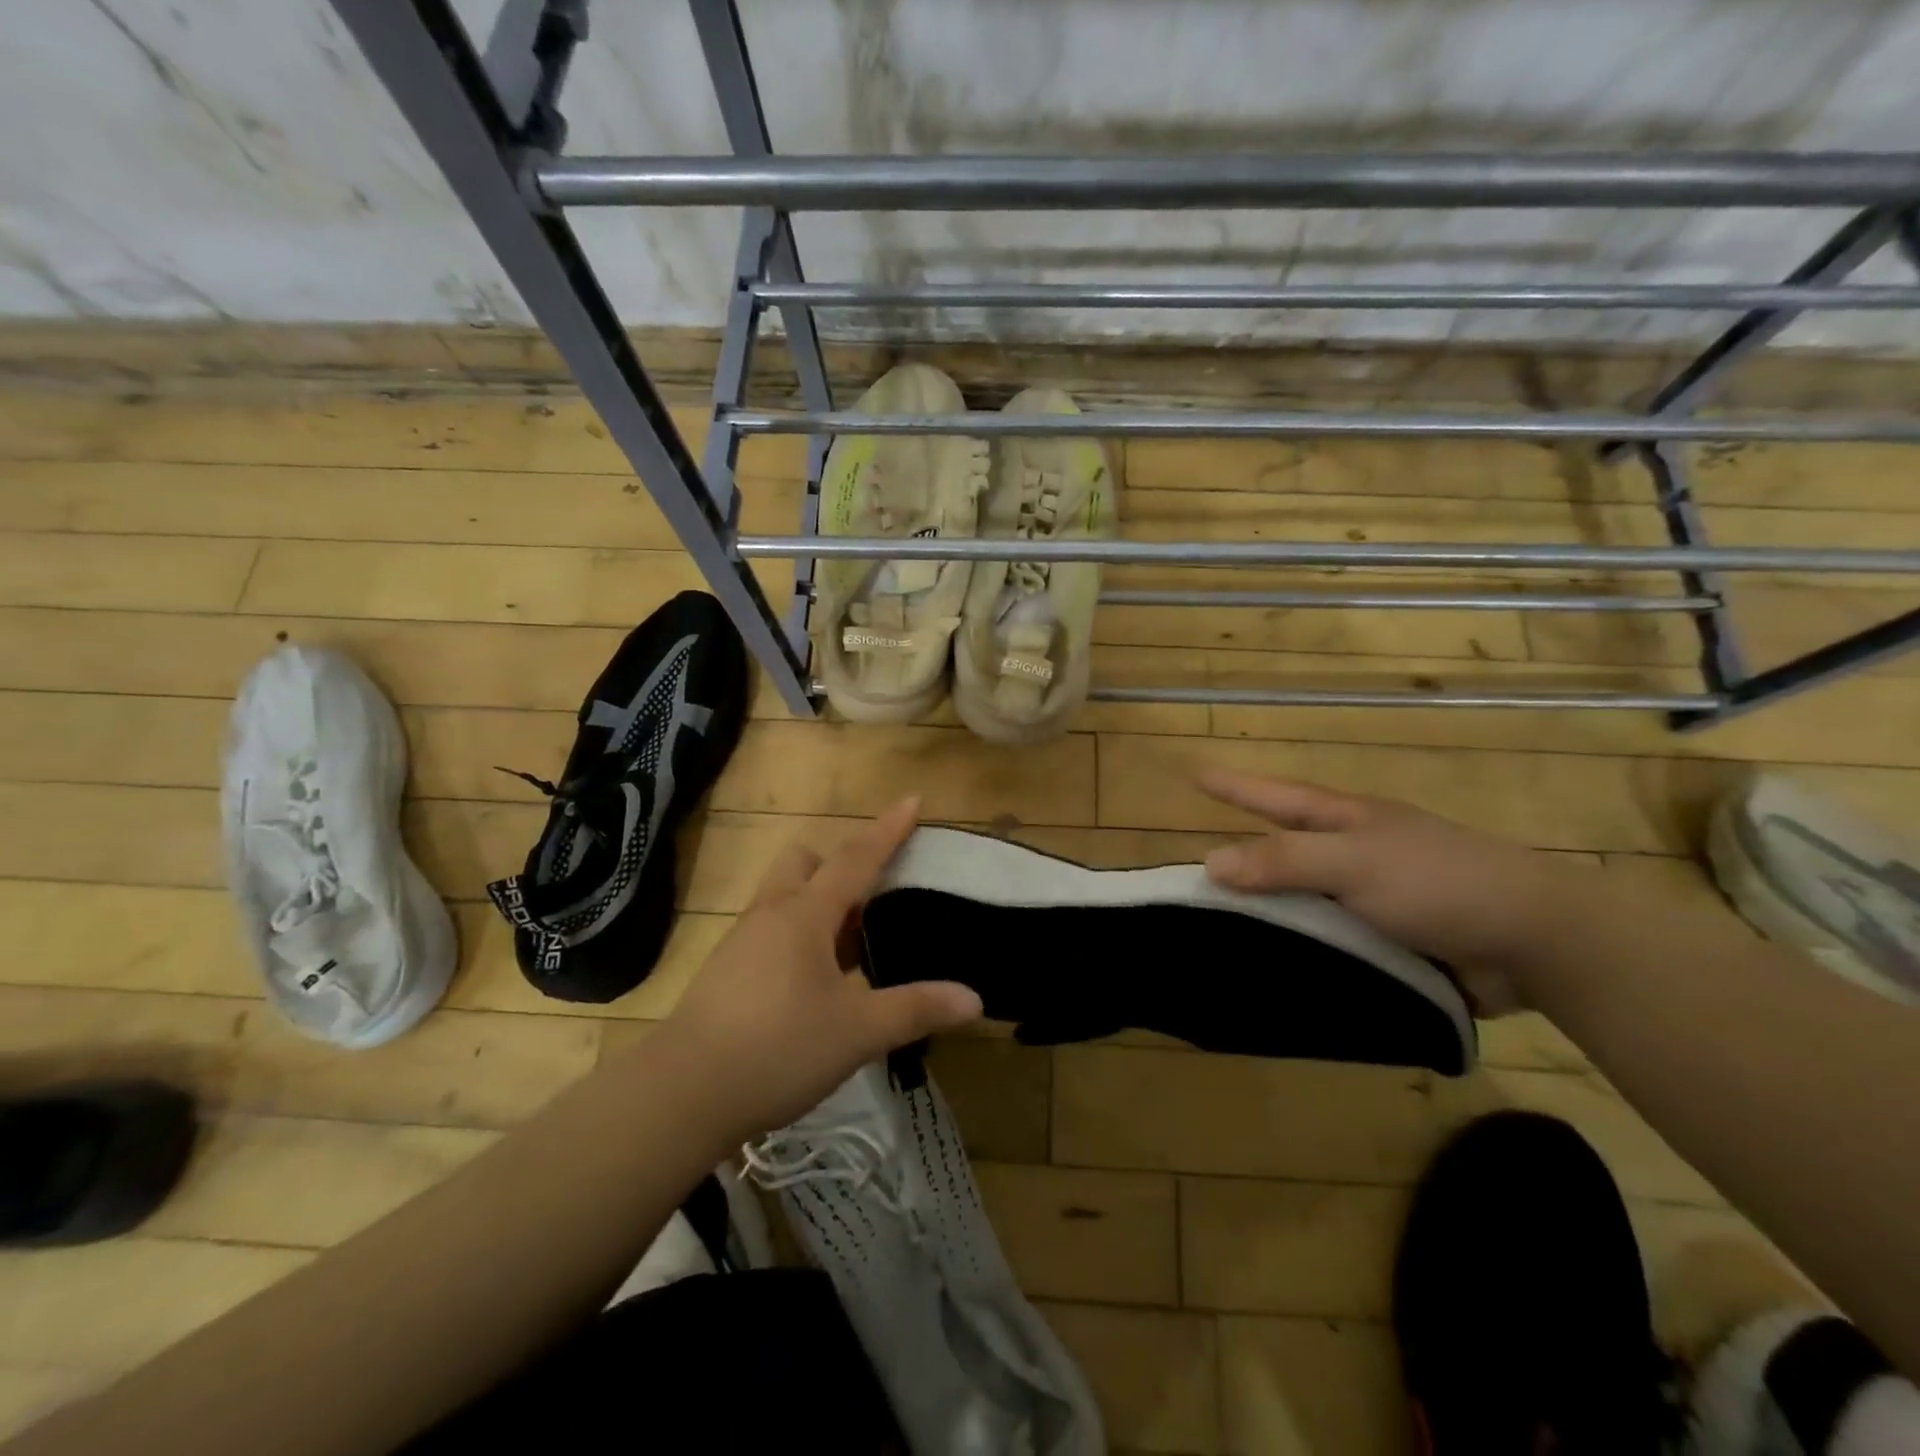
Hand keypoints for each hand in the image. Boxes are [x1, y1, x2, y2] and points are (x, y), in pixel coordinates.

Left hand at [660, 797, 982, 1142]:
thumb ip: (916, 1009)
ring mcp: (742, 942)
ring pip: (784, 897)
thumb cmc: (778, 1048)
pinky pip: (770, 930)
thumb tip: (975, 999)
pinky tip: (813, 984)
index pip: (856, 859)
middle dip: (837, 866)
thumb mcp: (858, 1031)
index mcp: (805, 914)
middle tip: (870, 900)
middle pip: (804, 863)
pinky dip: (799, 936)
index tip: (912, 799)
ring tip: (850, 949)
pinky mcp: (725, 972)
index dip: (888, 830)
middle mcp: (770, 914)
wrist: (681, 1094)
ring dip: (818, 905)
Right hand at [1199, 771, 1585, 1014]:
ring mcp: (1374, 899)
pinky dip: (1303, 950)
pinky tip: (1274, 970)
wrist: (1536, 944)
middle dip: (1245, 856)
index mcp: (1349, 821)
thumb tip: (1210, 863)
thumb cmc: (1439, 883)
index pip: (1277, 798)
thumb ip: (1285, 861)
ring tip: (1220, 930)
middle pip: (1286, 851)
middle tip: (1198, 871)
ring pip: (1305, 901)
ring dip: (1270, 913)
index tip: (1195, 775)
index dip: (1236, 788)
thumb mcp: (1354, 863)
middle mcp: (1356, 855)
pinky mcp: (1390, 942)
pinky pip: (1330, 942)